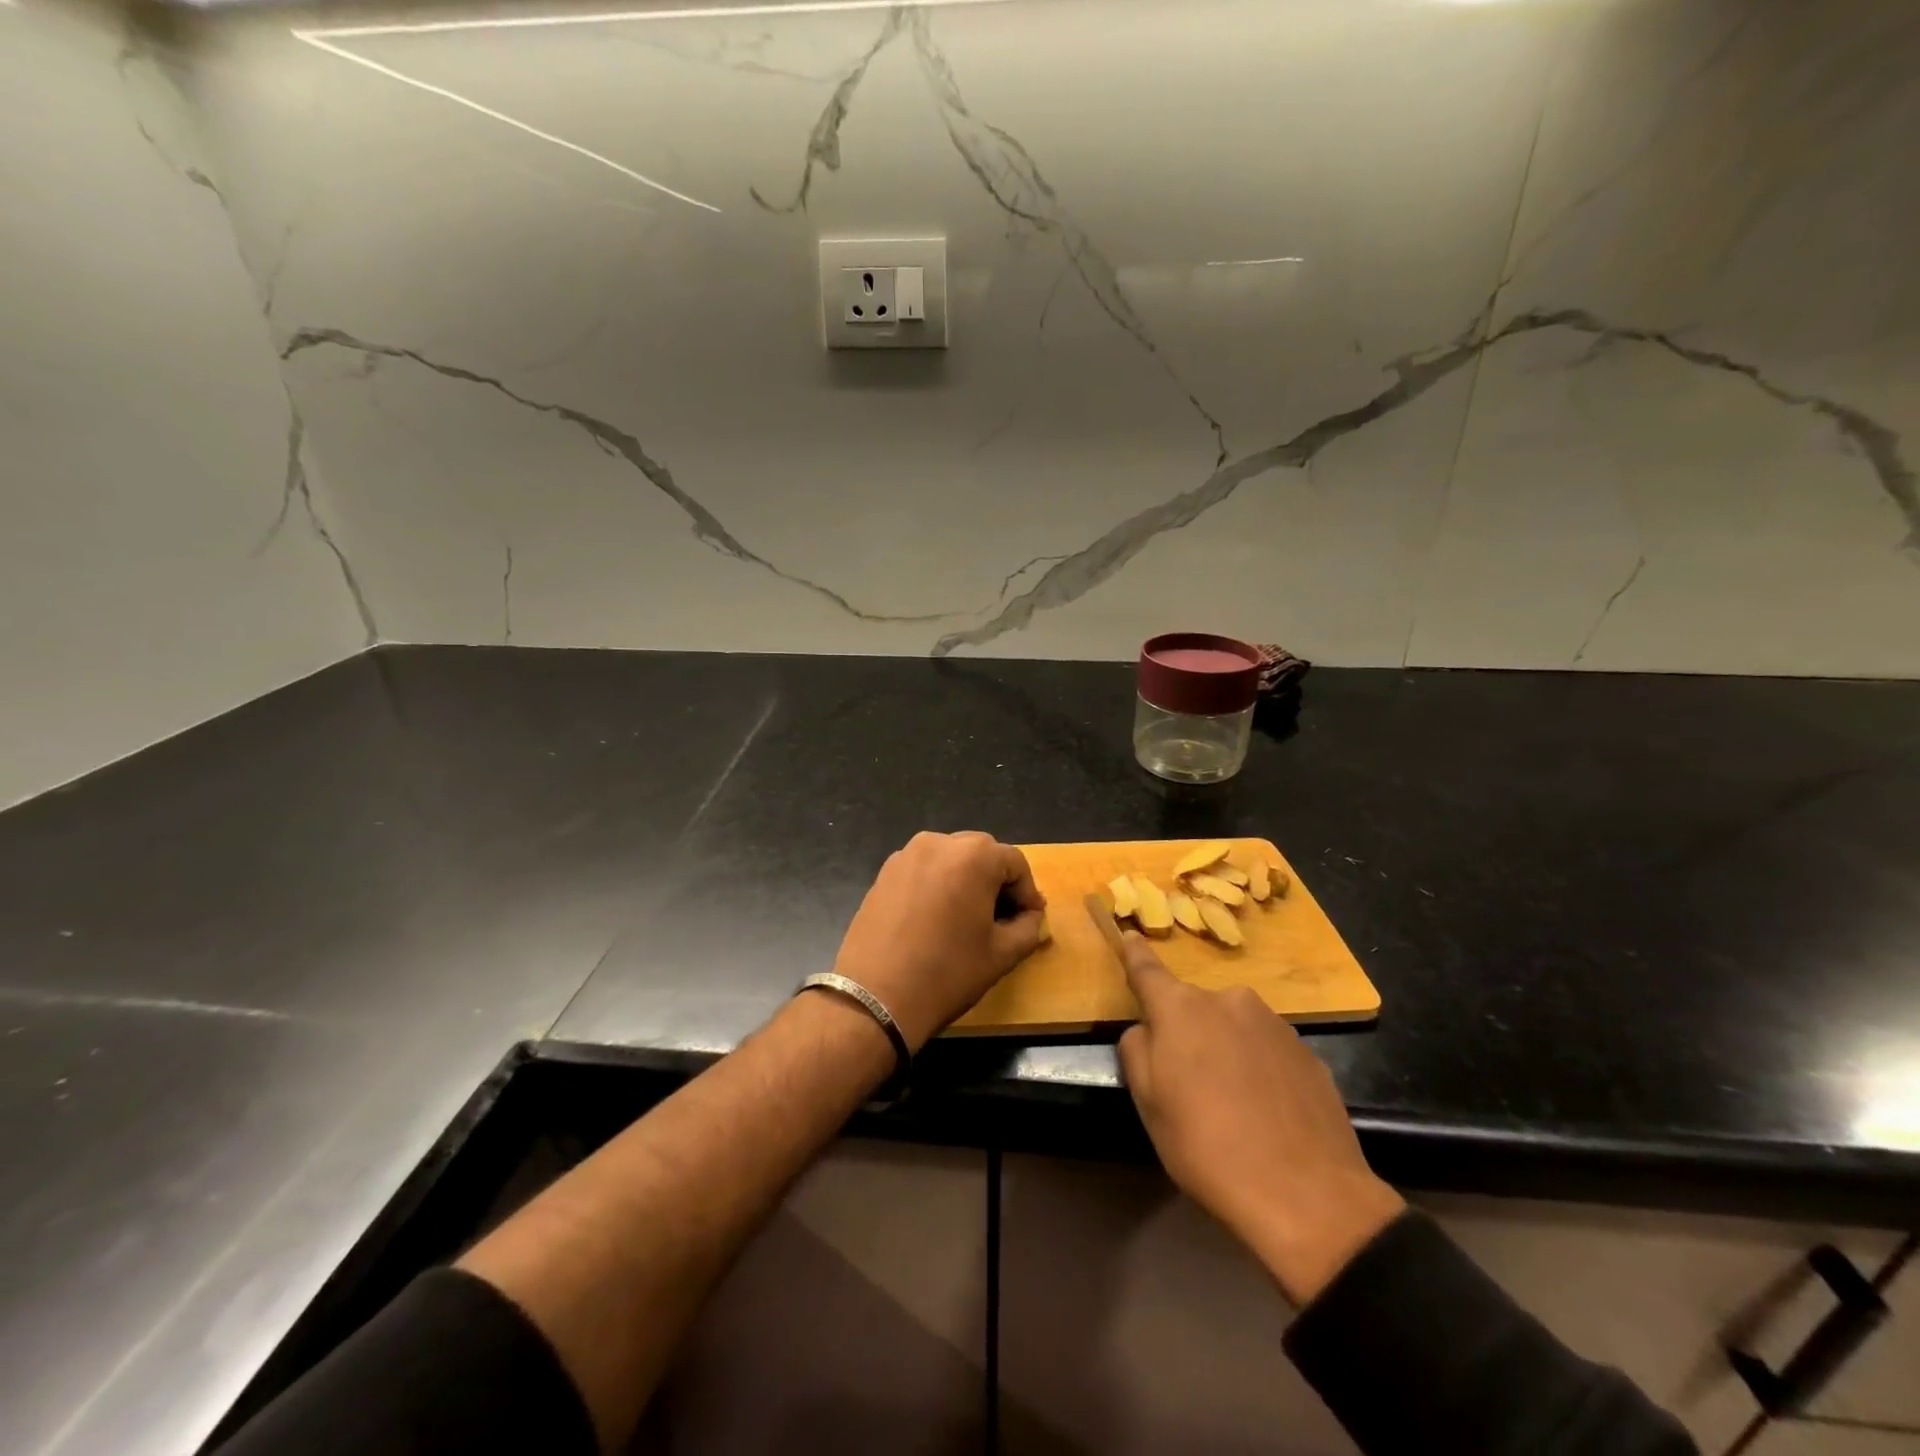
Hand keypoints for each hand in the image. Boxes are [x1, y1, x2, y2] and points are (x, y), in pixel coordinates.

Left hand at [832, 831, 1046, 1049]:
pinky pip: (924, 870)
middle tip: (1003, 919)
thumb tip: (1031, 917)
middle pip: (982, 854)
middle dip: (997, 882)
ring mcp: (906, 855)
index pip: (1015, 863)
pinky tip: (936, 920)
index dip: (1027, 892)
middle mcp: (938, 842)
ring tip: (968, 919)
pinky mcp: (883, 873)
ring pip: (950, 860)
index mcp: (973, 855)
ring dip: (966, 882)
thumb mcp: (1002, 954)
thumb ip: (1028, 927)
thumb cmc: (948, 972)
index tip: (1030, 920)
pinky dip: (938, 886)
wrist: (875, 997)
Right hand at [1116, 932, 1404, 1305]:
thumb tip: (1147, 1030)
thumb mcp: (1148, 1103)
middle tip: (1189, 1084)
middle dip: (1187, 1032)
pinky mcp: (1308, 1053)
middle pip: (1194, 1008)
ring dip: (1225, 1050)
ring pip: (1233, 1028)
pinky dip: (1259, 1070)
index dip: (1134, 953)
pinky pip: (1267, 1051)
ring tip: (1232, 1105)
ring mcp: (1274, 1024)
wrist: (1307, 1196)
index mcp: (1181, 1008)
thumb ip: (1137, 1050)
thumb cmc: (1207, 1146)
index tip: (1129, 934)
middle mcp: (1228, 1000)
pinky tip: (1266, 1114)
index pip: (1147, 969)